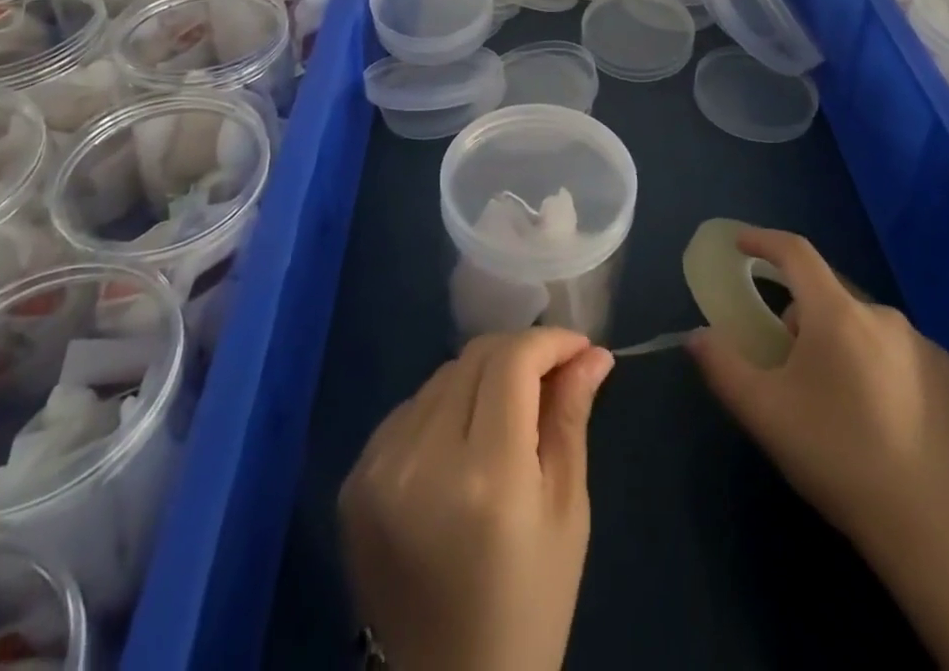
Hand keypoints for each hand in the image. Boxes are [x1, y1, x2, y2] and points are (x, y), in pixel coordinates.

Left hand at [339, 328, 614, 670]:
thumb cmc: (529, 607)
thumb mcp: (566, 513)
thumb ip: (571, 419)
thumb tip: (594, 353)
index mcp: (486, 476)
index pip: (512, 362)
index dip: (549, 341)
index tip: (579, 347)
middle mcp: (423, 459)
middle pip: (474, 358)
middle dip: (519, 353)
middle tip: (551, 374)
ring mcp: (378, 468)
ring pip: (441, 377)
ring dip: (481, 378)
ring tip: (509, 411)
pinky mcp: (354, 479)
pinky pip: (410, 409)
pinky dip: (443, 407)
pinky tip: (462, 440)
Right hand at [686, 228, 948, 565]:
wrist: (936, 531)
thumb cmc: (839, 458)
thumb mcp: (764, 413)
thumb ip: (722, 366)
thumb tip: (697, 336)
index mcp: (836, 313)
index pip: (795, 253)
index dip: (764, 241)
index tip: (741, 244)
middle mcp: (883, 315)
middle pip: (828, 294)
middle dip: (802, 314)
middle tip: (788, 361)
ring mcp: (925, 344)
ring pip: (865, 326)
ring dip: (843, 342)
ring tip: (837, 399)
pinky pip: (902, 353)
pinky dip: (882, 366)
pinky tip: (884, 417)